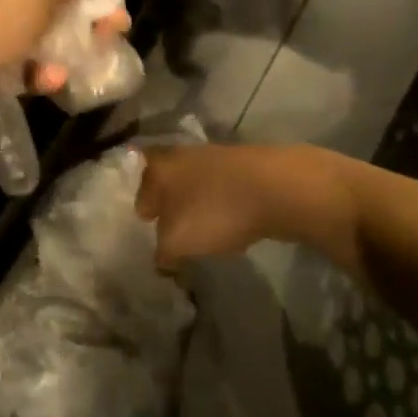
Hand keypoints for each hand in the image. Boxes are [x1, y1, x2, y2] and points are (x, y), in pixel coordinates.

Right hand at [135, 144, 359, 270]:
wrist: (277, 187)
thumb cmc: (215, 210)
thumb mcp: (177, 241)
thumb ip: (162, 252)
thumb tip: (162, 260)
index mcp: (158, 168)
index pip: (139, 191)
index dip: (144, 214)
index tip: (150, 233)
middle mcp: (180, 156)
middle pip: (168, 185)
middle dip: (170, 208)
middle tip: (173, 234)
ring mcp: (213, 157)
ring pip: (195, 186)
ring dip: (196, 207)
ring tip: (204, 234)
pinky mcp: (242, 166)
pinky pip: (222, 190)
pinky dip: (222, 206)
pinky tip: (233, 226)